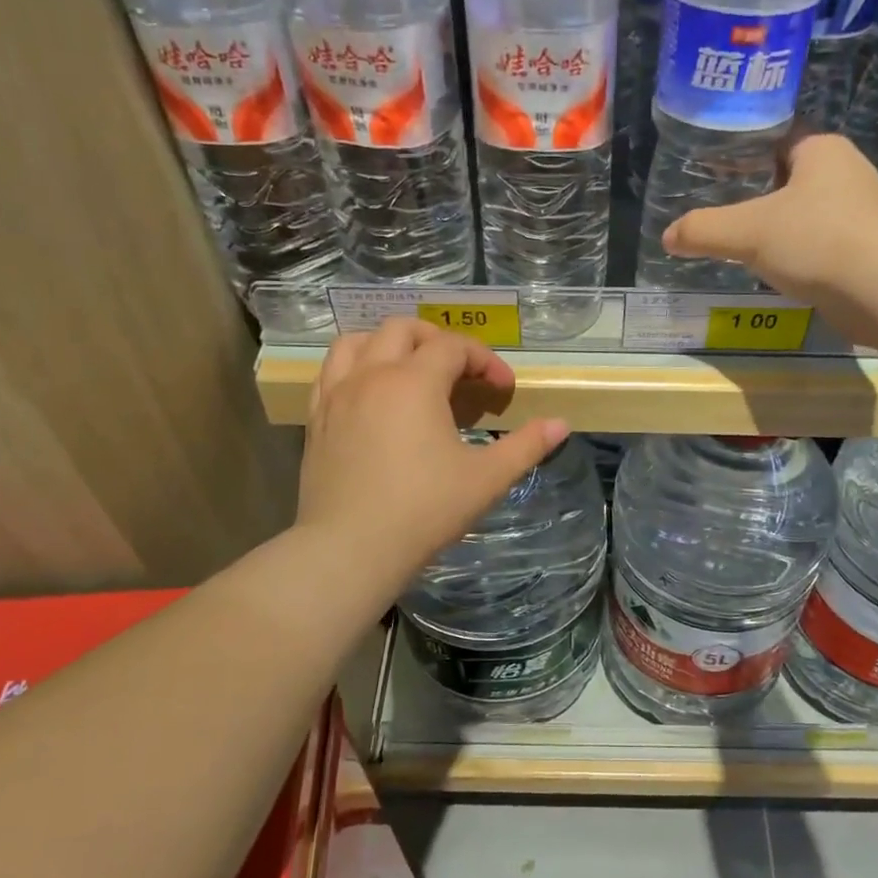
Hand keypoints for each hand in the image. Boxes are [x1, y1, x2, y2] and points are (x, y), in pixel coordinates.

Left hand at [297, 319, 568, 581]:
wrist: (351, 548)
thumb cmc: (424, 511)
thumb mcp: (486, 479)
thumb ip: (526, 446)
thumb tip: (561, 424)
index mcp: (415, 382)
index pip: (454, 347)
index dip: (485, 360)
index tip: (503, 390)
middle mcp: (372, 375)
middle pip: (403, 329)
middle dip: (437, 341)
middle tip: (459, 373)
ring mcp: (337, 394)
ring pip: (357, 341)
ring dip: (388, 344)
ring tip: (409, 370)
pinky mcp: (316, 418)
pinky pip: (331, 371)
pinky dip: (354, 367)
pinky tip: (369, 393)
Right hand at [662, 133, 877, 344]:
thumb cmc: (816, 240)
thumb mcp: (747, 231)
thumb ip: (704, 230)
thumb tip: (667, 237)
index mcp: (821, 150)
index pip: (776, 138)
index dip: (744, 151)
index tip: (714, 170)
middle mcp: (846, 173)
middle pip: (789, 177)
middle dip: (757, 193)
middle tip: (720, 209)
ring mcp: (860, 213)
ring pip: (806, 214)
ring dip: (778, 228)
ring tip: (740, 243)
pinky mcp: (865, 251)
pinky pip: (819, 245)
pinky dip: (796, 255)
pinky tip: (774, 271)